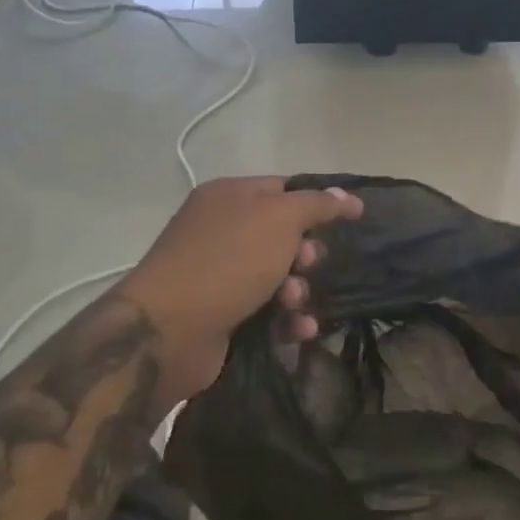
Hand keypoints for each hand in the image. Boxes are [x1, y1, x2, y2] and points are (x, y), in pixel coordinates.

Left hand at [118, 177, 362, 396]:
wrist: (169, 331)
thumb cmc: (228, 261)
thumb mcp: (280, 219)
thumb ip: (317, 204)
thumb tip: (345, 195)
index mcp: (229, 197)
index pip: (284, 189)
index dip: (317, 203)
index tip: (350, 219)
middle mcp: (222, 230)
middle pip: (284, 235)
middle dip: (306, 253)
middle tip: (306, 263)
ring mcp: (219, 274)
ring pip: (278, 276)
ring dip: (298, 290)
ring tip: (293, 302)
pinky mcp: (223, 314)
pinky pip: (268, 311)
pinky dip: (287, 319)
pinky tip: (298, 329)